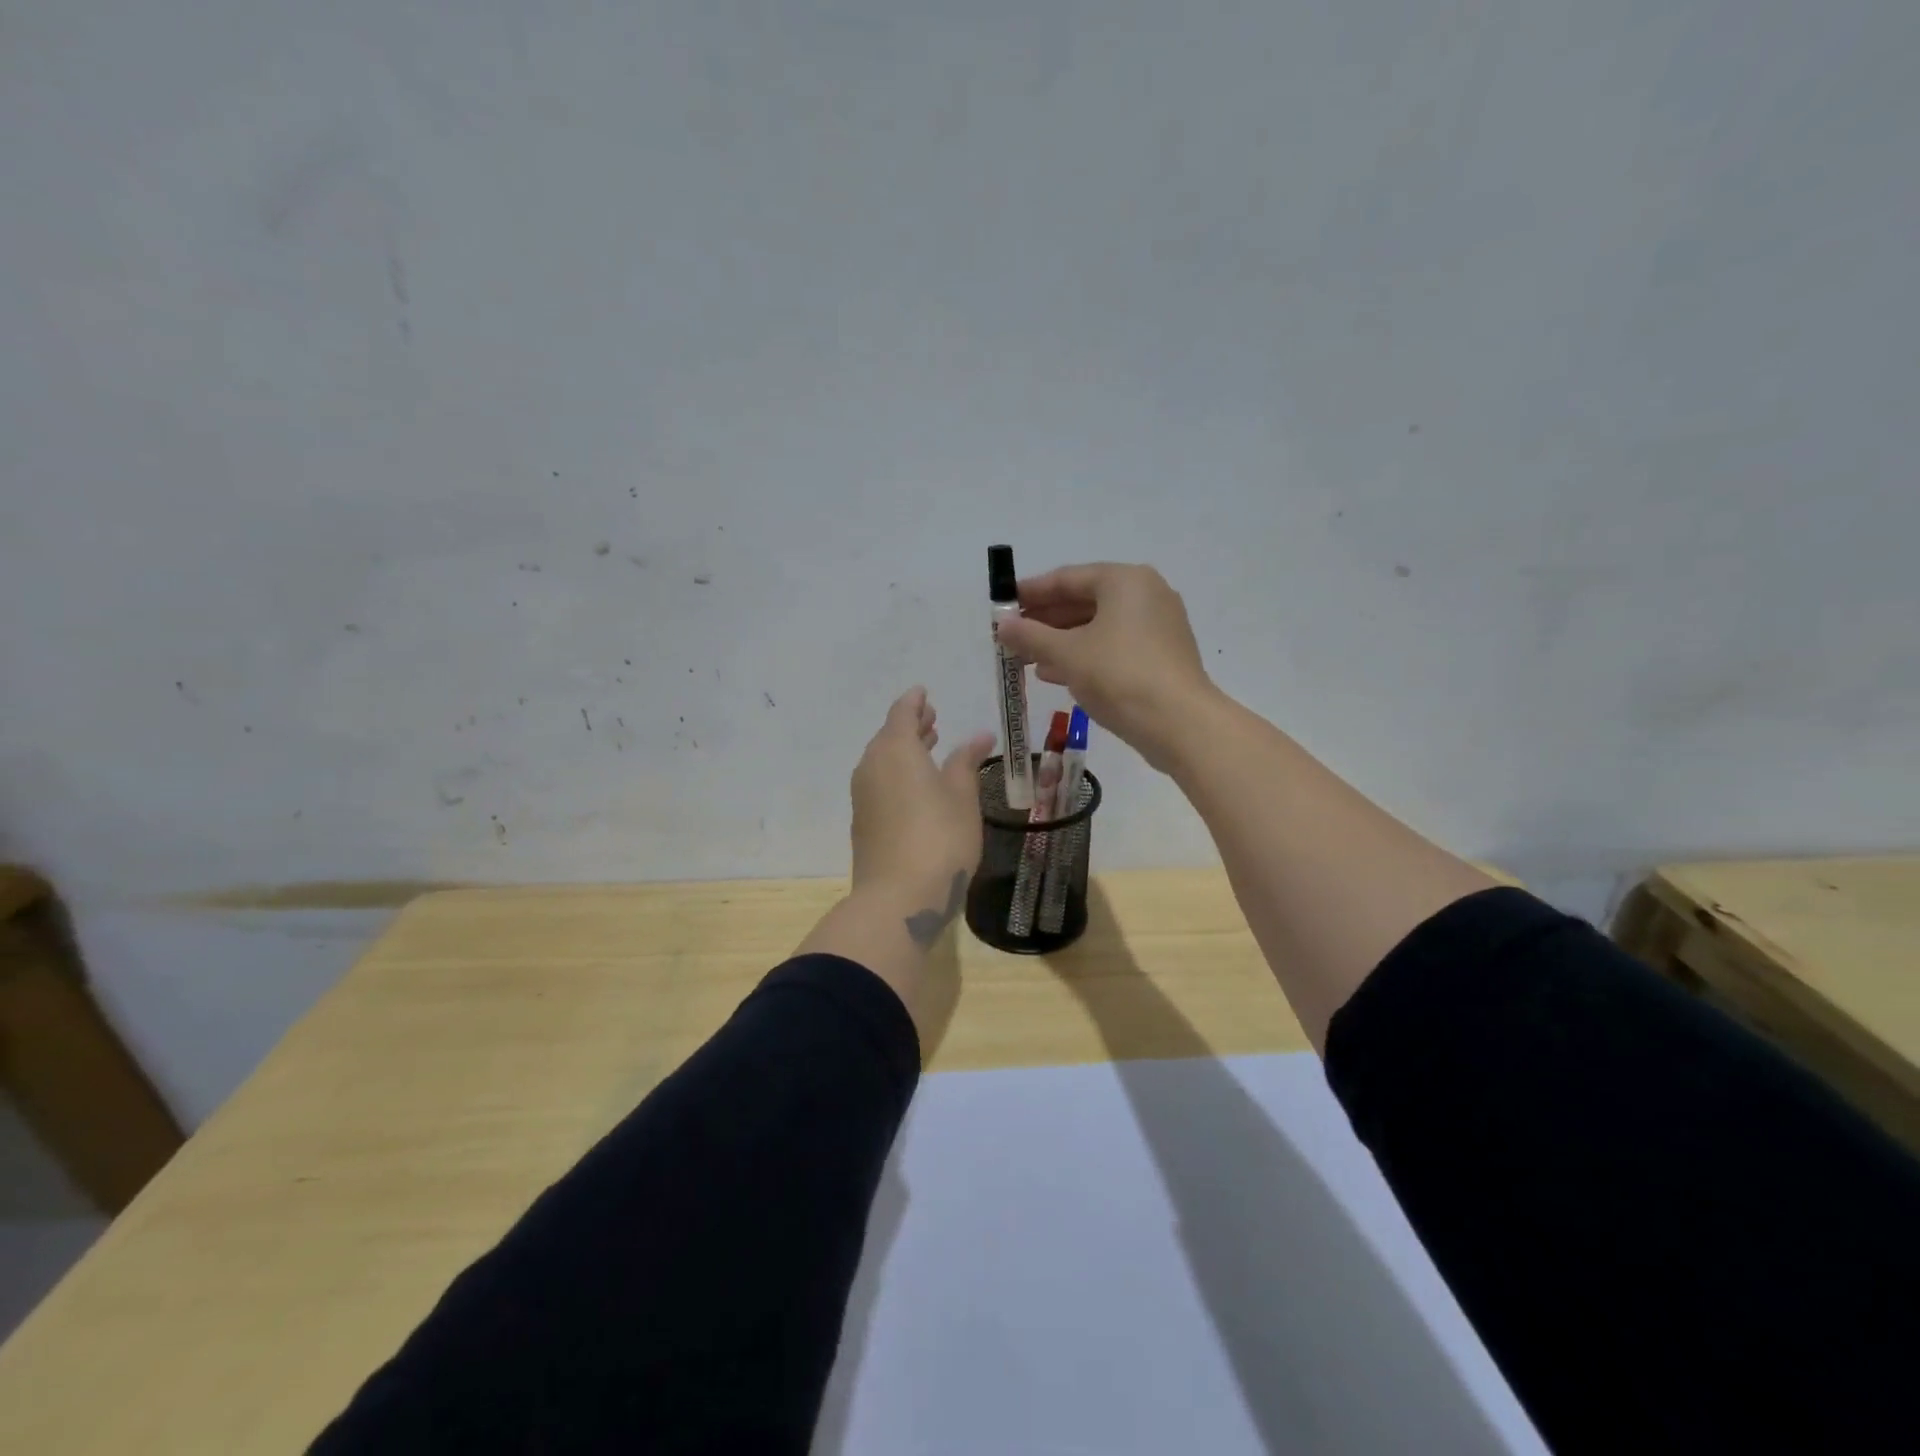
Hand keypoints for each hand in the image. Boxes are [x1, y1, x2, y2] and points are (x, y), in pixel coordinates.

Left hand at [849, 687, 995, 941]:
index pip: (902, 712)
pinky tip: (915, 787)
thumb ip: (966, 761)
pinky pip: (878, 783)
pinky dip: (896, 774)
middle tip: (932, 718)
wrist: (898, 897)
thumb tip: (979, 734)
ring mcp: (863, 796)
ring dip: (904, 750)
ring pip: (882, 761)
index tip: (925, 692)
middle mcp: (872, 766)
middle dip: (910, 725)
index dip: (915, 701)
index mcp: (896, 750)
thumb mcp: (962, 796)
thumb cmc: (940, 837)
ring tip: (929, 747)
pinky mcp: (863, 822)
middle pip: (888, 736)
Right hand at [993, 562, 1216, 771]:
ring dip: (1061, 641)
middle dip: (1045, 621)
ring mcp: (1158, 626)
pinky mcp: (1161, 655)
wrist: (1178, 723)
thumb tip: (1003, 625)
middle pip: (1084, 601)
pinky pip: (1114, 646)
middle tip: (1012, 636)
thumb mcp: (1067, 653)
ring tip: (1027, 659)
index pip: (1067, 578)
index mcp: (1124, 581)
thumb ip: (1031, 635)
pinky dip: (1085, 655)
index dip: (1031, 592)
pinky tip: (1056, 674)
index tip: (1003, 605)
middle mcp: (1145, 594)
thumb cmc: (1119, 675)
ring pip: (1098, 627)